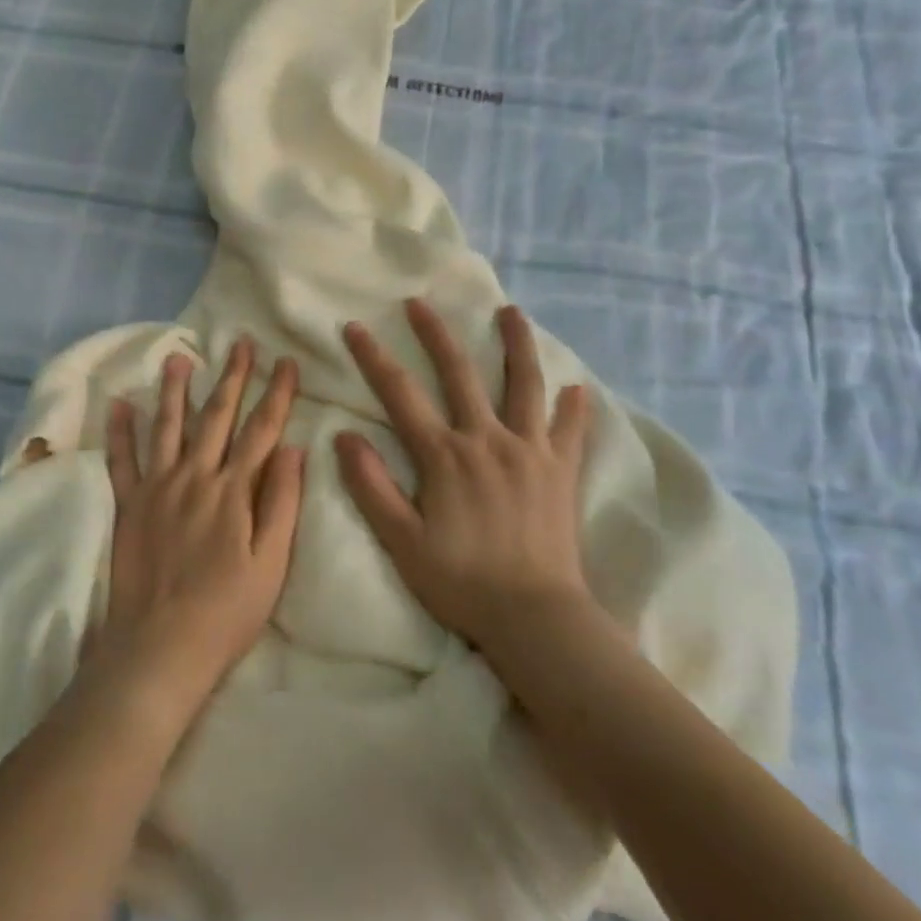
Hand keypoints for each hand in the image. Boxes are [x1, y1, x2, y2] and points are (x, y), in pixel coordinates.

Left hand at [94, 338, 305, 724]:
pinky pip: (122, 460)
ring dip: (175, 389)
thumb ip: (282, 503)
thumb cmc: (226, 611)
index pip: (261, 430)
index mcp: (233, 491)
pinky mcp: (128, 505)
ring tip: (179, 357)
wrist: (160, 647)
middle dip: (232, 377)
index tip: (287, 362)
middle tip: (240, 343)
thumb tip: (294, 449)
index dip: (277, 393)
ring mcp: (157, 487)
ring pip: (168, 426)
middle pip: (217, 416)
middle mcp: (194, 476)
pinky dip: (120, 431)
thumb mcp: (271, 564)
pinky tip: (120, 403)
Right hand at [335, 299, 592, 655]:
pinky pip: (569, 431)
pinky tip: (576, 389)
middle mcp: (486, 439)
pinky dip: (573, 408)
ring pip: (524, 385)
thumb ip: (371, 486)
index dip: (374, 357)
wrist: (536, 619)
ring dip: (516, 345)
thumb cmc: (461, 583)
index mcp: (444, 455)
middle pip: (459, 372)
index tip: (355, 327)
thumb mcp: (401, 541)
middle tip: (420, 302)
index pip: (400, 393)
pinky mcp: (560, 471)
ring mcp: (529, 452)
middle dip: (435, 333)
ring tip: (512, 312)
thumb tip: (344, 437)